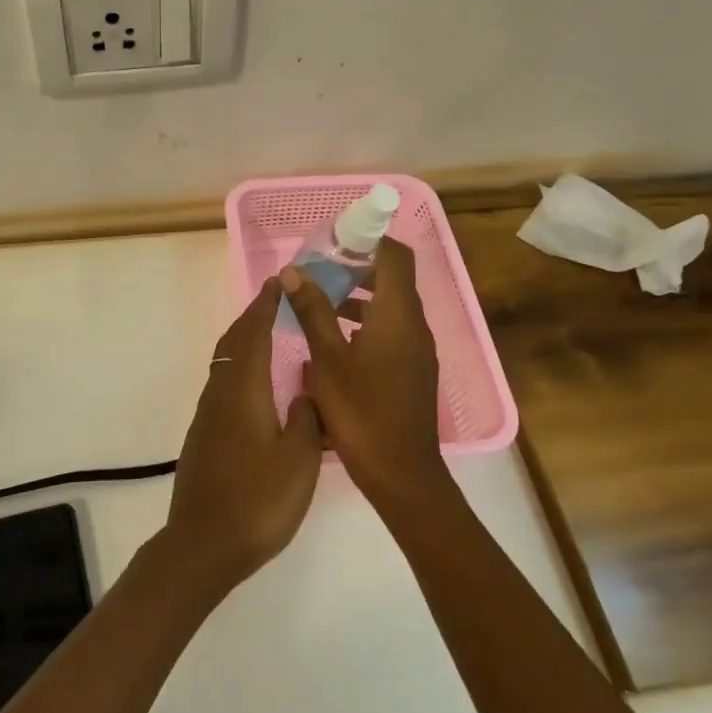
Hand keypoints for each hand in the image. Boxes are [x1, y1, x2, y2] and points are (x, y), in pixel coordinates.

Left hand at [162, 279, 324, 590]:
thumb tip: (306, 393)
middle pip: (234, 342)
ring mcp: (208, 415)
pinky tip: (257, 386)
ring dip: (245, 341)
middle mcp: (220, 393)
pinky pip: (223, 384)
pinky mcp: (204, 435)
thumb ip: (307, 419)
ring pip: (225, 363)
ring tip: (270, 335)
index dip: (266, 306)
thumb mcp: (300, 460)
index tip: (279, 283)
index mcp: (244, 390)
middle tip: (276, 301)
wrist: (203, 544)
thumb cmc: (258, 500)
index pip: (254, 334)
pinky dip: (240, 367)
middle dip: (253, 317)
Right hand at [278, 239, 449, 512]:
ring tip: (320, 303)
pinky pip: (393, 330)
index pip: (395, 255)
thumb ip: (312, 311)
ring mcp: (418, 349)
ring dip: (359, 297)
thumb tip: (293, 271)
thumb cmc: (362, 412)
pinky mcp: (414, 370)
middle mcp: (415, 325)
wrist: (402, 474)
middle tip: (319, 270)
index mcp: (398, 314)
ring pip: (391, 306)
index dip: (369, 239)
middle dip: (357, 268)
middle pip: (393, 278)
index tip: (335, 239)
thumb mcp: (327, 359)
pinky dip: (367, 322)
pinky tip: (335, 341)